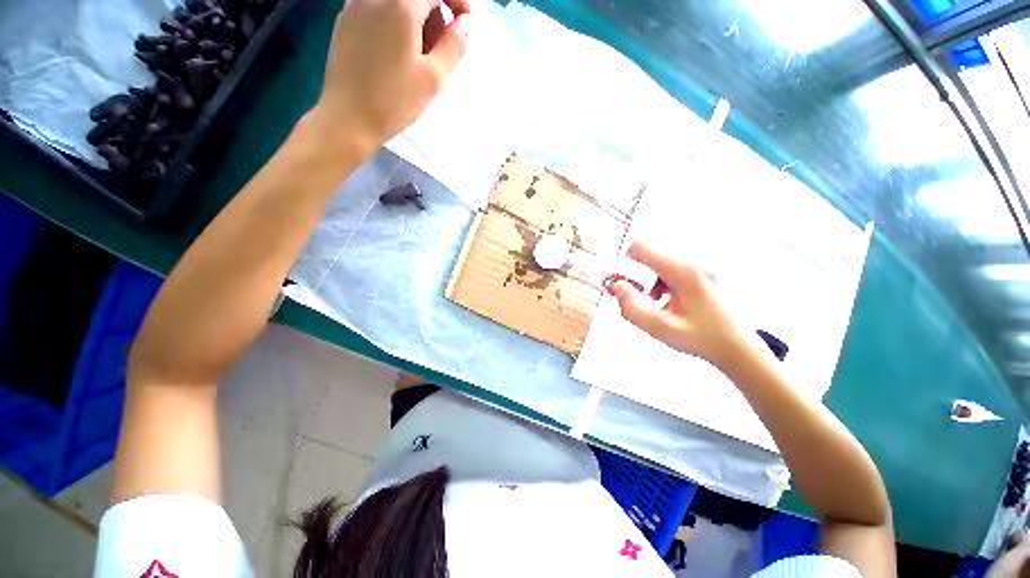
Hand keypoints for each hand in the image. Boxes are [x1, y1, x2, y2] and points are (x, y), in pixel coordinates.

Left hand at [310, 0, 471, 156]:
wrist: (347, 118)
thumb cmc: (394, 101)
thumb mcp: (433, 78)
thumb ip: (455, 45)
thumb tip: (466, 22)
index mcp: (400, 5)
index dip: (458, 2)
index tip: (466, 25)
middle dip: (436, 14)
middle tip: (440, 50)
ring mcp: (355, 4)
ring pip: (398, 1)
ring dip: (417, 19)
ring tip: (418, 57)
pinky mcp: (345, 19)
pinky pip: (379, 7)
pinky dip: (396, 21)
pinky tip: (397, 53)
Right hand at [608, 241, 751, 367]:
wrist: (738, 347)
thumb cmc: (703, 339)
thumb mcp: (661, 329)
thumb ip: (633, 308)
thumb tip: (616, 287)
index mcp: (683, 272)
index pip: (641, 247)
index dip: (623, 260)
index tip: (618, 280)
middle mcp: (692, 263)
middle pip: (649, 256)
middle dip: (635, 275)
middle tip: (633, 297)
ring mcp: (699, 267)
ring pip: (658, 263)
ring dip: (648, 280)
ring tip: (655, 303)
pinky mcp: (701, 274)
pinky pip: (670, 269)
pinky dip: (660, 282)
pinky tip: (666, 300)